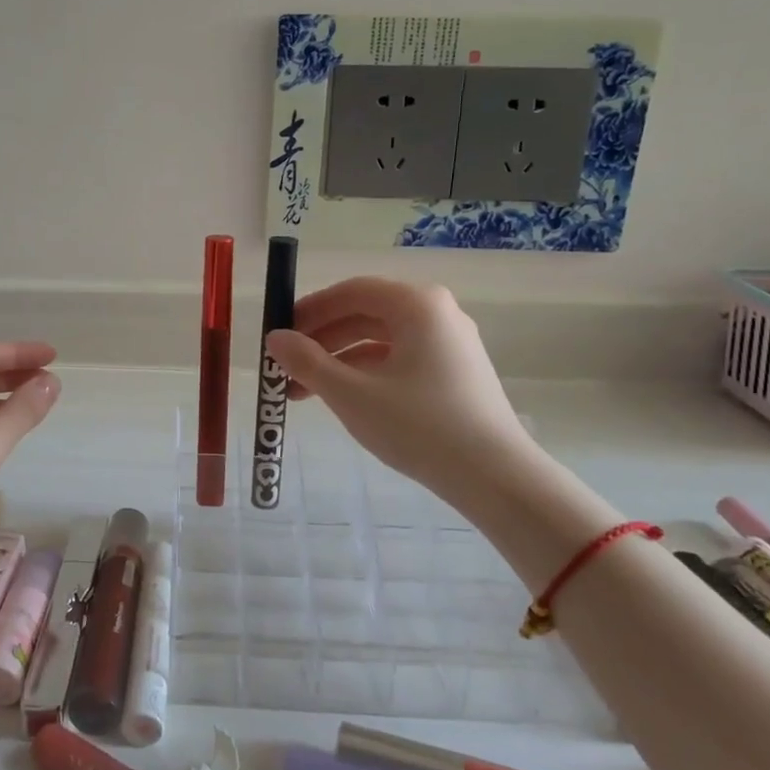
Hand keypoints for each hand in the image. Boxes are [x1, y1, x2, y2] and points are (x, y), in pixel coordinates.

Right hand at [263, 279, 531, 494]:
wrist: (495, 478)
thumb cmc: (419, 426)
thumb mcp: (352, 394)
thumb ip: (307, 362)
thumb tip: (274, 339)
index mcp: (417, 305)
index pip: (351, 291)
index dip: (309, 310)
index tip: (278, 333)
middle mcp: (437, 313)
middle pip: (365, 314)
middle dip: (320, 340)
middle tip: (286, 365)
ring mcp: (450, 343)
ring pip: (380, 340)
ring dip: (338, 360)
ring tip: (303, 392)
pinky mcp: (455, 373)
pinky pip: (399, 360)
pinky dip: (365, 374)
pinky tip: (342, 399)